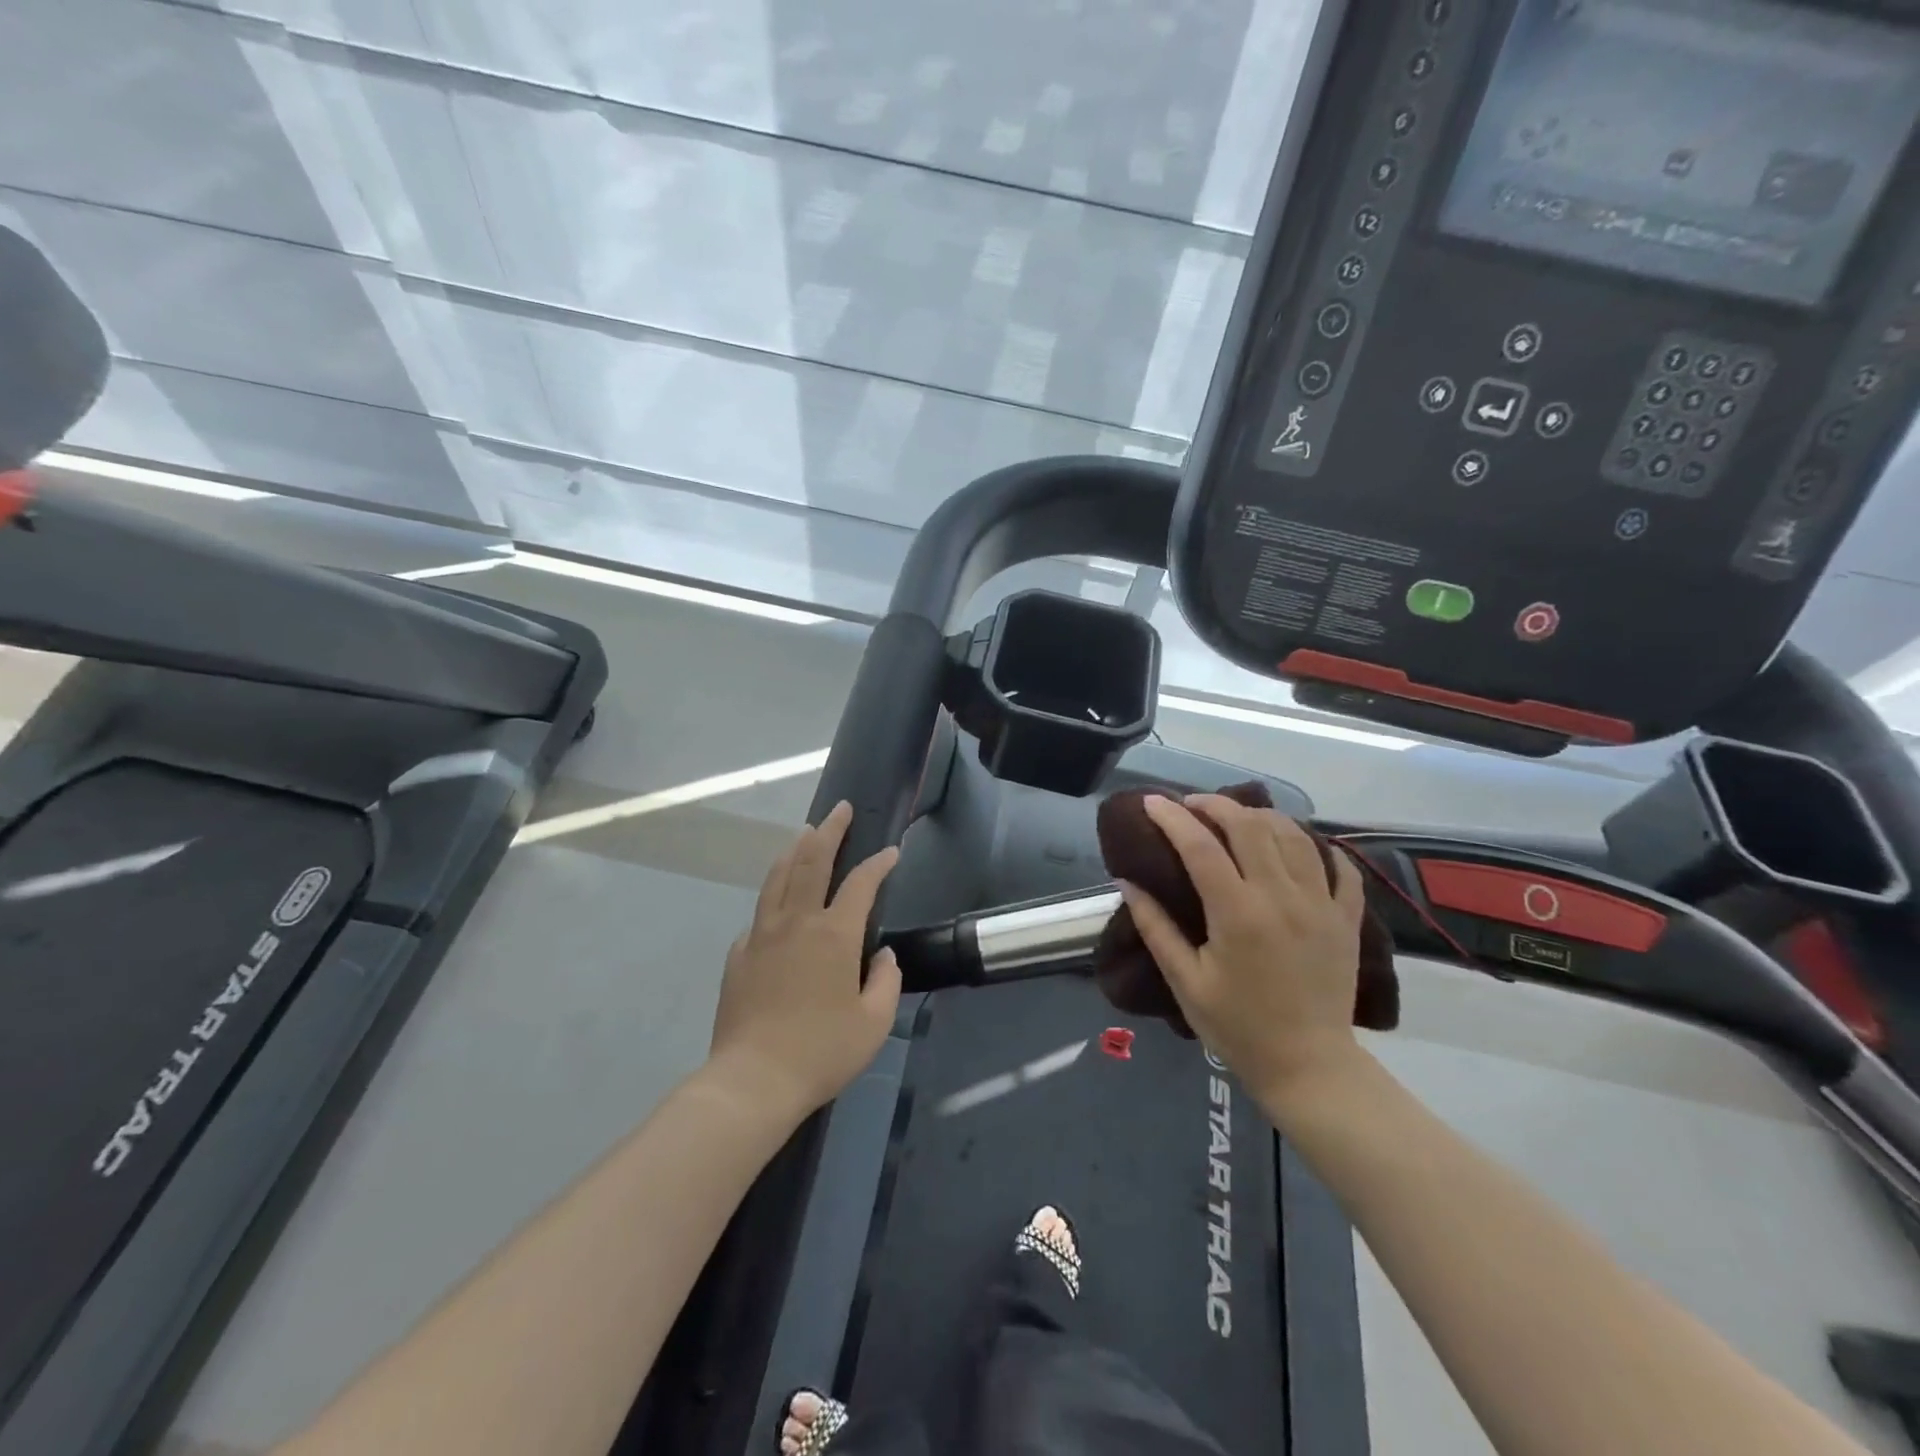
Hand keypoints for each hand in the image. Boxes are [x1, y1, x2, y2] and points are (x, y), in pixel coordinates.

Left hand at [708, 802, 901, 1118]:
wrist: (753, 1080)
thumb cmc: (821, 1051)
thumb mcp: (873, 1023)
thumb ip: (885, 981)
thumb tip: (882, 955)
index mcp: (834, 934)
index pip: (861, 884)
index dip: (879, 864)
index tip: (891, 852)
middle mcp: (797, 922)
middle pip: (812, 861)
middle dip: (830, 831)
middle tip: (841, 810)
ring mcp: (762, 934)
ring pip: (778, 877)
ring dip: (795, 850)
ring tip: (805, 833)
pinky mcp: (739, 954)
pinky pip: (759, 913)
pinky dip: (773, 895)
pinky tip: (777, 902)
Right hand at [1119, 795, 1367, 1112]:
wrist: (1308, 1066)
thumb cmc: (1237, 1027)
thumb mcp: (1185, 981)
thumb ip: (1155, 927)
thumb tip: (1127, 882)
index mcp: (1237, 913)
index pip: (1200, 846)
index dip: (1172, 818)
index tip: (1152, 802)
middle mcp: (1281, 897)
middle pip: (1249, 826)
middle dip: (1216, 805)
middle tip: (1192, 805)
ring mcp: (1321, 904)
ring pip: (1294, 835)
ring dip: (1262, 817)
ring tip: (1238, 817)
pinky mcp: (1346, 919)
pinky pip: (1339, 866)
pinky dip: (1317, 846)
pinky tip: (1297, 845)